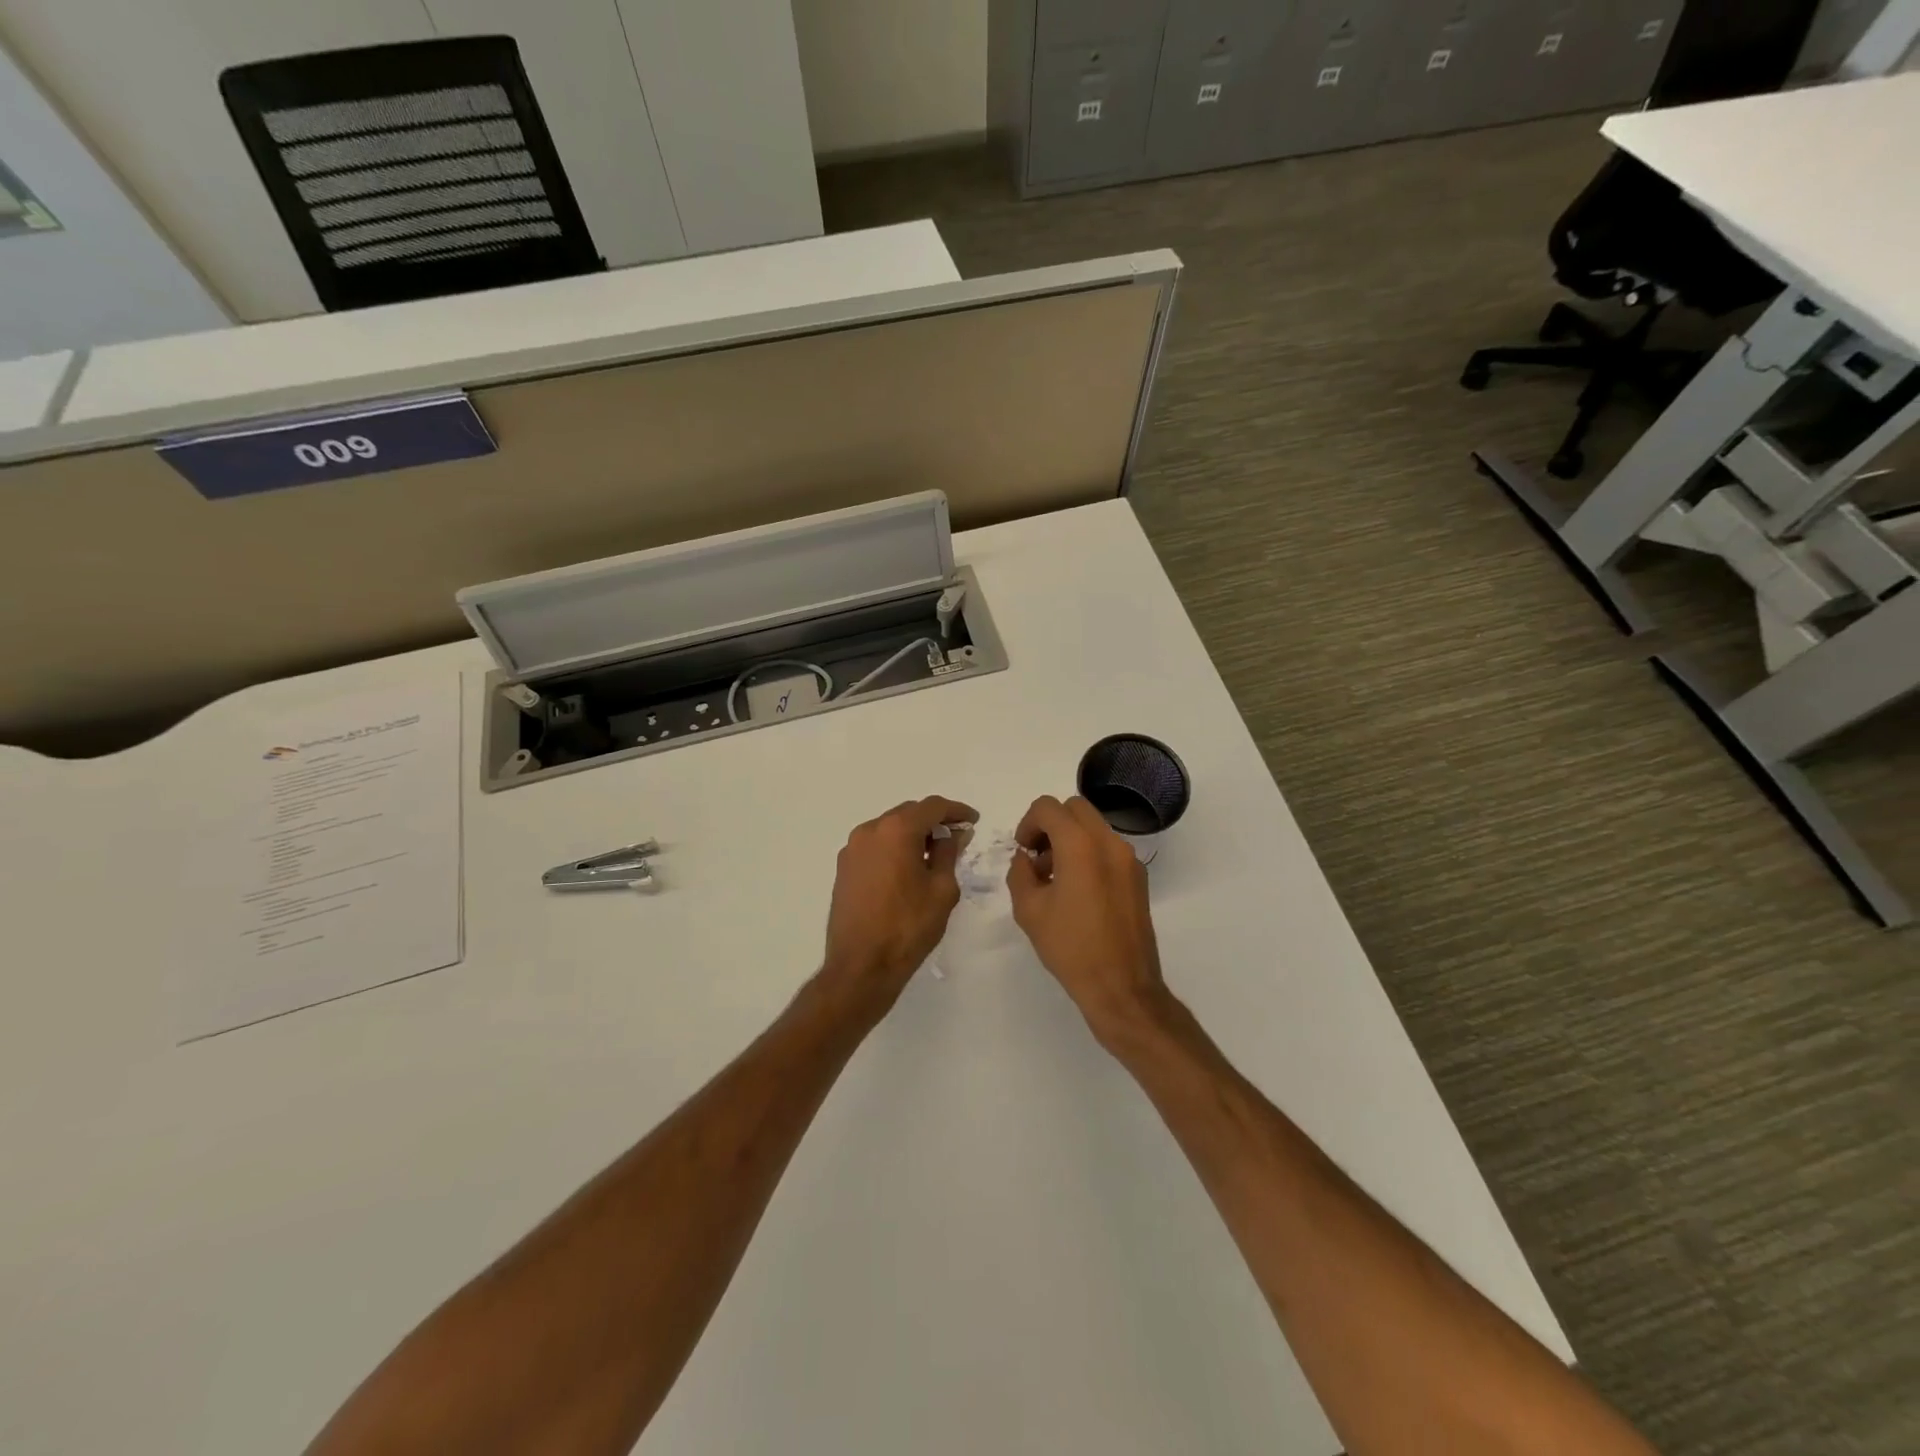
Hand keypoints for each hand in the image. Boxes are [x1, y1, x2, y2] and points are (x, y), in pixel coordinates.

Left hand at [820, 796, 976, 1021]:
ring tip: (934, 855)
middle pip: (908, 813)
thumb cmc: (908, 926)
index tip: (973, 821)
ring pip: (889, 829)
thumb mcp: (942, 889)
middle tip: (956, 838)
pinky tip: (908, 868)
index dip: (956, 811)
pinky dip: (894, 848)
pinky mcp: (844, 868)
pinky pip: (875, 846)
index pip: (932, 807)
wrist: (861, 966)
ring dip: (912, 834)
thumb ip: (949, 853)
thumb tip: (953, 834)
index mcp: (896, 830)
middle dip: (934, 821)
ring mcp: (852, 849)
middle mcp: (869, 831)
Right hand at [1006, 795, 1171, 1050]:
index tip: (1024, 851)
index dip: (1028, 823)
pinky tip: (1079, 892)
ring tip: (1056, 878)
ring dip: (1070, 838)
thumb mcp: (1029, 910)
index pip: (1048, 807)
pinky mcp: (1138, 877)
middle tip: (1038, 857)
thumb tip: (1026, 859)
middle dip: (1051, 824)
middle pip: (1074, 808)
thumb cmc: (1070, 948)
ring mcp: (1129, 858)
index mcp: (1080, 845)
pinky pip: (1108, 848)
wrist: (1121, 986)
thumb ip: (1020, 873)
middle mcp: (1109, 842)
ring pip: (1093, 826)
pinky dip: (1089, 853)